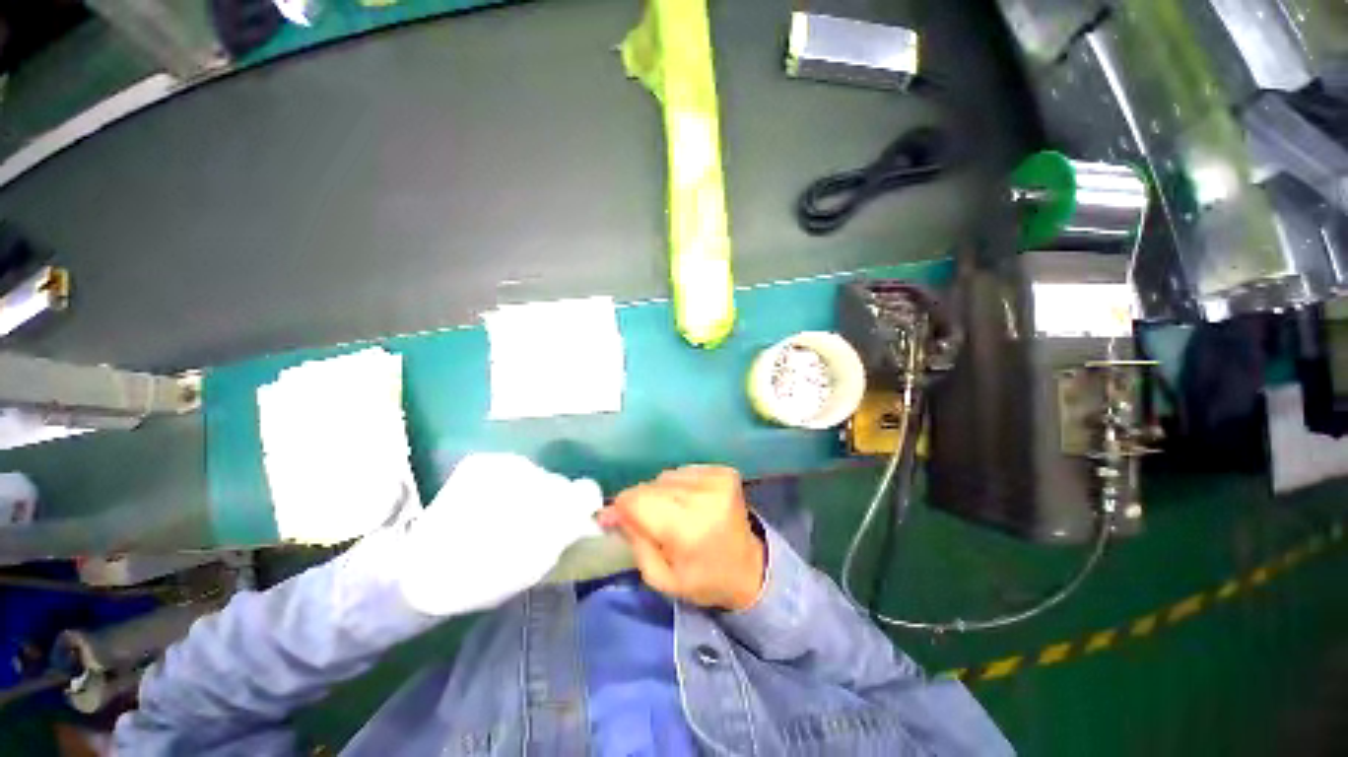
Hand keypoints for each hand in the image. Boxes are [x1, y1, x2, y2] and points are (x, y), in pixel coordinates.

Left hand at [394, 454, 601, 616]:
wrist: (420, 571)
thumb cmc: (484, 578)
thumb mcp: (537, 565)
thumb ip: (567, 534)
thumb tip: (586, 517)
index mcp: (549, 510)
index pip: (586, 491)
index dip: (582, 504)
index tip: (569, 518)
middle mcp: (533, 480)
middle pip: (559, 482)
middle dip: (550, 501)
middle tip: (526, 525)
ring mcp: (505, 466)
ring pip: (536, 474)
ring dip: (527, 491)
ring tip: (500, 515)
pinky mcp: (482, 461)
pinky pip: (511, 468)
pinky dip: (506, 484)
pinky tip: (486, 503)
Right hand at [599, 466, 764, 611]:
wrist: (749, 567)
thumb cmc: (703, 579)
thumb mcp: (661, 577)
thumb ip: (634, 541)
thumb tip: (609, 512)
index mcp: (688, 529)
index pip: (638, 500)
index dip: (621, 507)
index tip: (614, 519)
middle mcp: (704, 496)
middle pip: (651, 486)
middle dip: (641, 502)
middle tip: (649, 523)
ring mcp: (717, 480)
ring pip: (666, 476)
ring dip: (661, 493)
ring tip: (674, 514)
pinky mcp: (724, 472)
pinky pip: (683, 471)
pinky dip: (679, 486)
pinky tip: (690, 502)